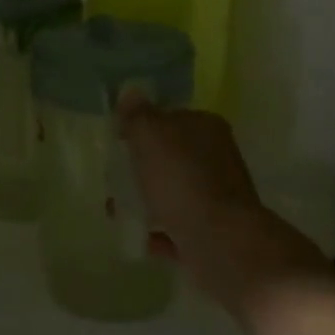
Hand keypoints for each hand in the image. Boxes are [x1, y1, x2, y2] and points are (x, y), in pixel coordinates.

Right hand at [116, 90, 327, 318]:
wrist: (220, 242)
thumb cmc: (181, 180)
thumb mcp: (150, 136)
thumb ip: (137, 114)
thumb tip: (131, 92)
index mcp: (206, 127)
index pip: (171, 118)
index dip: (142, 127)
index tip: (118, 142)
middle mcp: (217, 157)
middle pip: (173, 157)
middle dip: (144, 168)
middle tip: (115, 179)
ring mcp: (219, 196)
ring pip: (176, 193)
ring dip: (149, 201)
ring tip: (119, 211)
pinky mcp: (216, 231)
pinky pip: (181, 228)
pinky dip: (161, 232)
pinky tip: (143, 238)